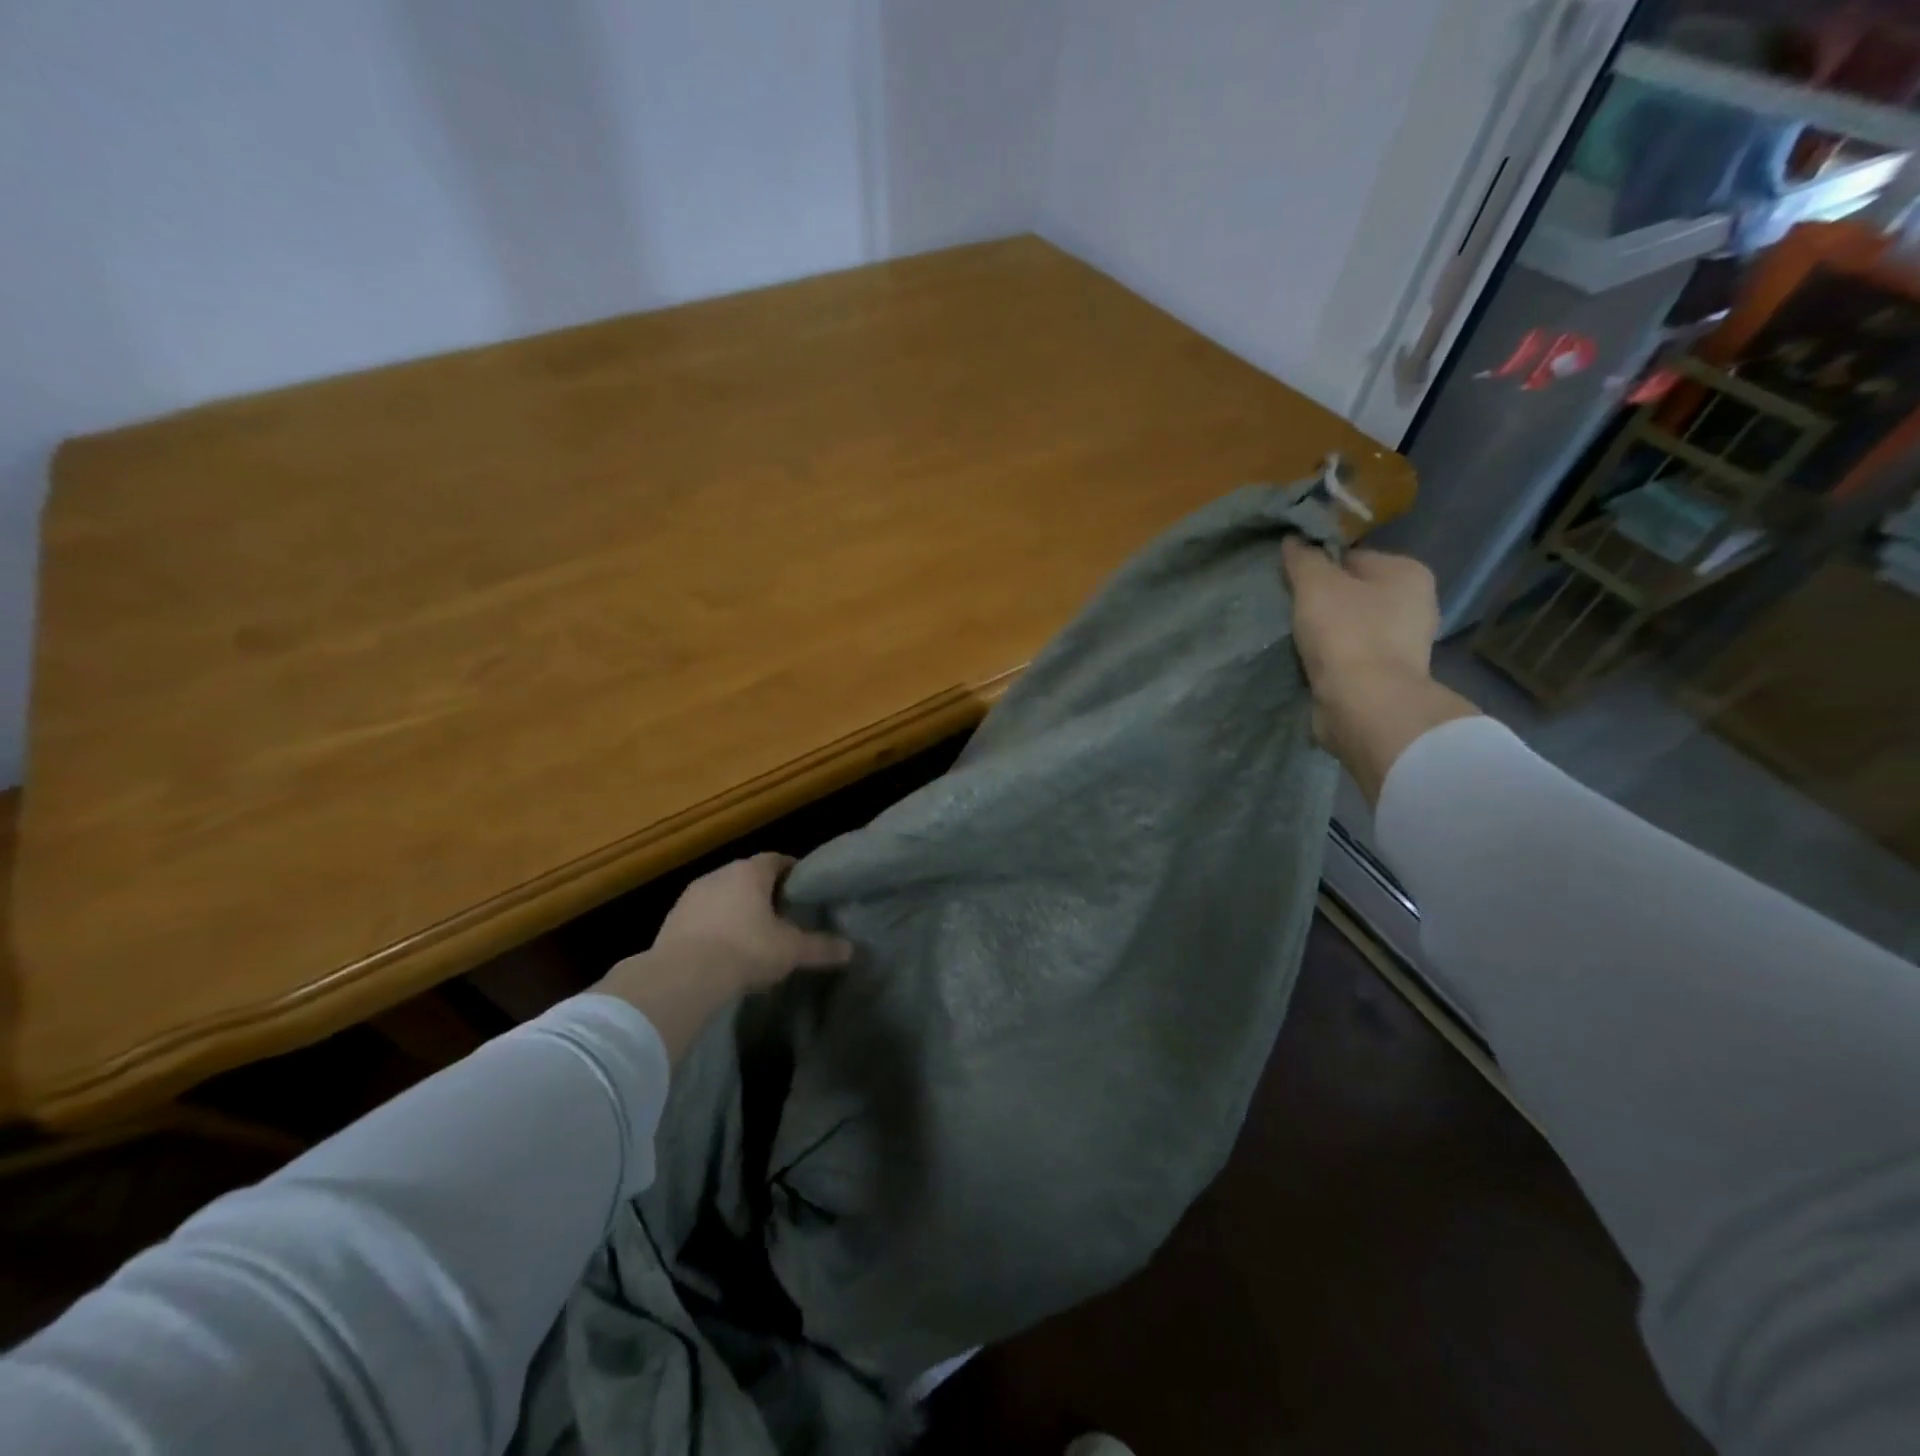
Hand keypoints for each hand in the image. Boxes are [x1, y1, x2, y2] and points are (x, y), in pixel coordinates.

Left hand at [594, 855, 853, 1057]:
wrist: (683, 977)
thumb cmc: (746, 951)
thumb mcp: (791, 951)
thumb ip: (821, 947)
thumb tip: (852, 950)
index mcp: (750, 873)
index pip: (776, 859)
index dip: (791, 871)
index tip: (802, 887)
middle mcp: (719, 874)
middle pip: (747, 876)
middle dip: (764, 891)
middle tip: (781, 912)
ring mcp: (691, 896)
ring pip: (721, 894)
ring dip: (735, 907)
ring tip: (751, 932)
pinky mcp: (671, 919)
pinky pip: (701, 915)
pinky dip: (713, 925)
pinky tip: (722, 948)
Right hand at [1280, 538, 1476, 804]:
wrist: (1365, 704)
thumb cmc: (1346, 633)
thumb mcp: (1316, 585)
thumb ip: (1304, 559)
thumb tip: (1294, 539)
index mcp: (1408, 572)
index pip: (1353, 556)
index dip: (1318, 565)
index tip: (1290, 581)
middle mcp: (1415, 604)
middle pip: (1354, 591)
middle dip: (1322, 599)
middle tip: (1288, 609)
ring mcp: (1404, 643)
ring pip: (1351, 624)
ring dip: (1324, 630)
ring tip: (1293, 636)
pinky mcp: (1387, 675)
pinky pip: (1350, 654)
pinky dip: (1330, 656)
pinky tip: (1308, 660)